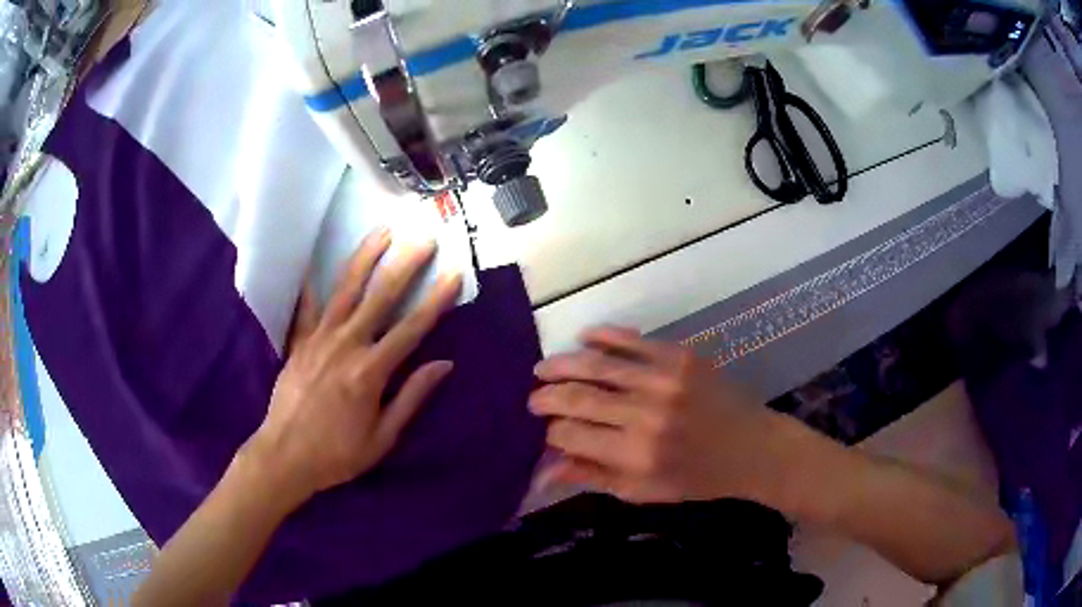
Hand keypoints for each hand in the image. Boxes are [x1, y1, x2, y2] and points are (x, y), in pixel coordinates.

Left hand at [244, 228, 461, 506]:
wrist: (285, 456)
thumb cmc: (337, 453)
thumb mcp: (383, 437)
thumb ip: (411, 397)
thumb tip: (443, 364)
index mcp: (370, 371)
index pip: (411, 328)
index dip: (436, 299)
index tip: (453, 273)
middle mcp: (346, 345)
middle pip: (380, 297)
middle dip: (405, 265)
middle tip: (423, 238)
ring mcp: (319, 339)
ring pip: (345, 290)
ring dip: (365, 258)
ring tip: (382, 231)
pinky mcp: (298, 342)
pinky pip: (305, 307)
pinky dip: (310, 283)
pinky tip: (314, 260)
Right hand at [530, 327, 799, 505]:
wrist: (752, 447)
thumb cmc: (697, 478)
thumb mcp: (643, 492)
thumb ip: (592, 478)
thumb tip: (542, 471)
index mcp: (635, 456)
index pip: (571, 436)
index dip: (551, 432)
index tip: (545, 430)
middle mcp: (645, 415)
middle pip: (577, 398)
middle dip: (546, 397)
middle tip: (533, 398)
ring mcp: (664, 379)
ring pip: (597, 364)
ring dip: (562, 364)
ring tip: (542, 369)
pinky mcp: (680, 356)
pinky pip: (631, 341)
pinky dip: (603, 336)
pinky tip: (583, 337)